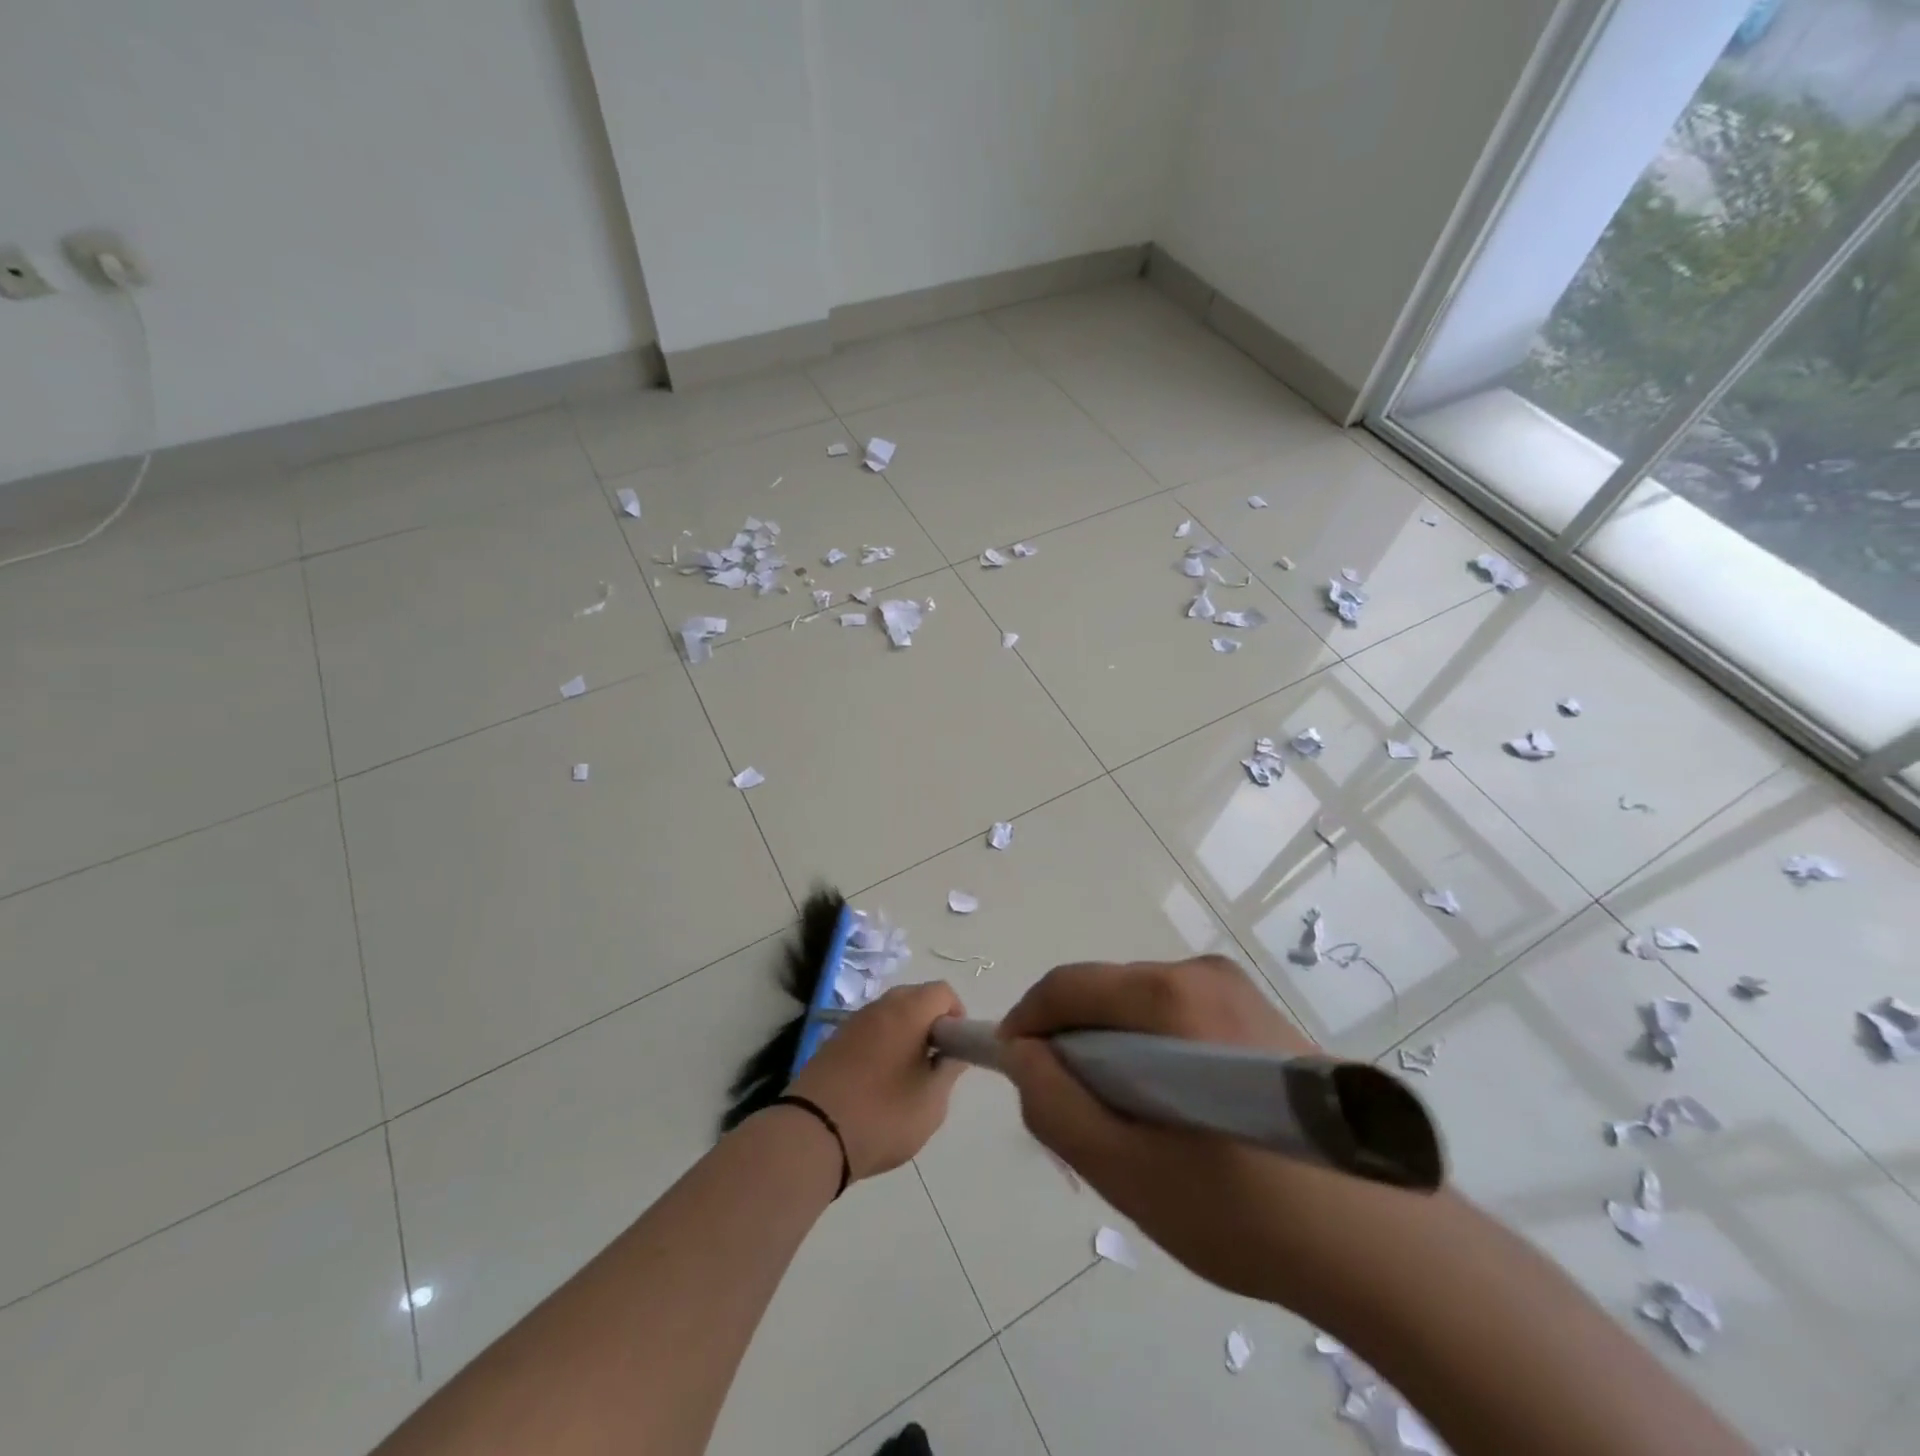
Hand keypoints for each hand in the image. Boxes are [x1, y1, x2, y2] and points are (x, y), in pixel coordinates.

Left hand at [789, 982, 966, 1181]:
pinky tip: (878, 1082)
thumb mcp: (931, 1102)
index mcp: (908, 1012)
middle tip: (934, 1062)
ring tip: (907, 1076)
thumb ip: (949, 1070)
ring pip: (890, 1014)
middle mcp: (879, 1007)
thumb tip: (953, 1053)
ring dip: (905, 1034)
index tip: (955, 1048)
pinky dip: (881, 1045)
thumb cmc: (882, 1116)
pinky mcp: (833, 1042)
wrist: (812, 1134)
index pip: (942, 992)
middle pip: (915, 997)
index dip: (956, 1015)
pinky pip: (868, 1031)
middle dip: (931, 1022)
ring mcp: (852, 1022)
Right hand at [997, 956, 1414, 1313]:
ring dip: (1116, 1054)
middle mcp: (1202, 973)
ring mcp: (1237, 989)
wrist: (1389, 1246)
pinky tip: (1181, 1118)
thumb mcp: (1128, 1171)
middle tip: (1079, 1118)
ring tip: (1135, 1127)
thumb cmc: (1247, 1210)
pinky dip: (1155, 1055)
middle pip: (1104, 995)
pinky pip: (1177, 1019)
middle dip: (1075, 1046)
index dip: (1026, 1024)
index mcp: (1172, 997)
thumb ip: (1056, 1106)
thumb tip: (1021, 1055)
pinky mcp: (1259, 1013)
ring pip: (1139, 1008)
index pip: (1067, 986)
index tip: (1015, 1074)